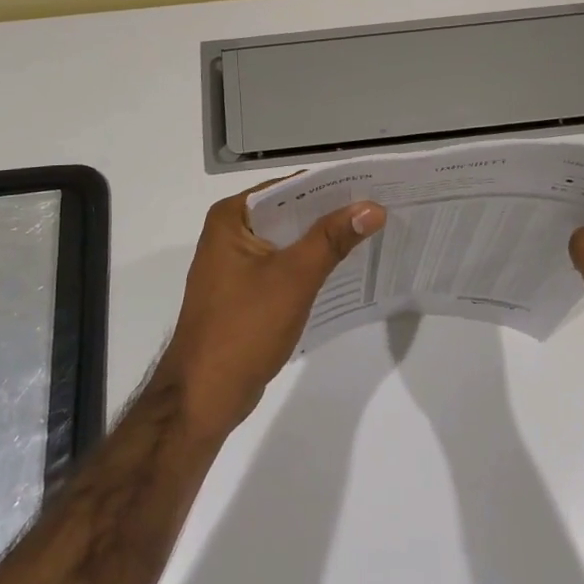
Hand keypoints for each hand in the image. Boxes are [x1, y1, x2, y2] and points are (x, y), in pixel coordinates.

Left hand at [157, 186, 384, 442]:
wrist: (204, 396)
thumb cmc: (244, 328)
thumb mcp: (294, 277)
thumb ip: (332, 238)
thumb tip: (372, 207)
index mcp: (231, 217)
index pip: (289, 188)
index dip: (331, 187)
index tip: (373, 186)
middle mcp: (229, 232)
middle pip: (289, 212)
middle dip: (331, 214)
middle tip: (380, 211)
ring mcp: (234, 264)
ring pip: (287, 241)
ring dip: (322, 241)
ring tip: (371, 235)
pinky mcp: (243, 291)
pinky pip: (282, 266)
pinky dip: (308, 266)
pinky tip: (342, 269)